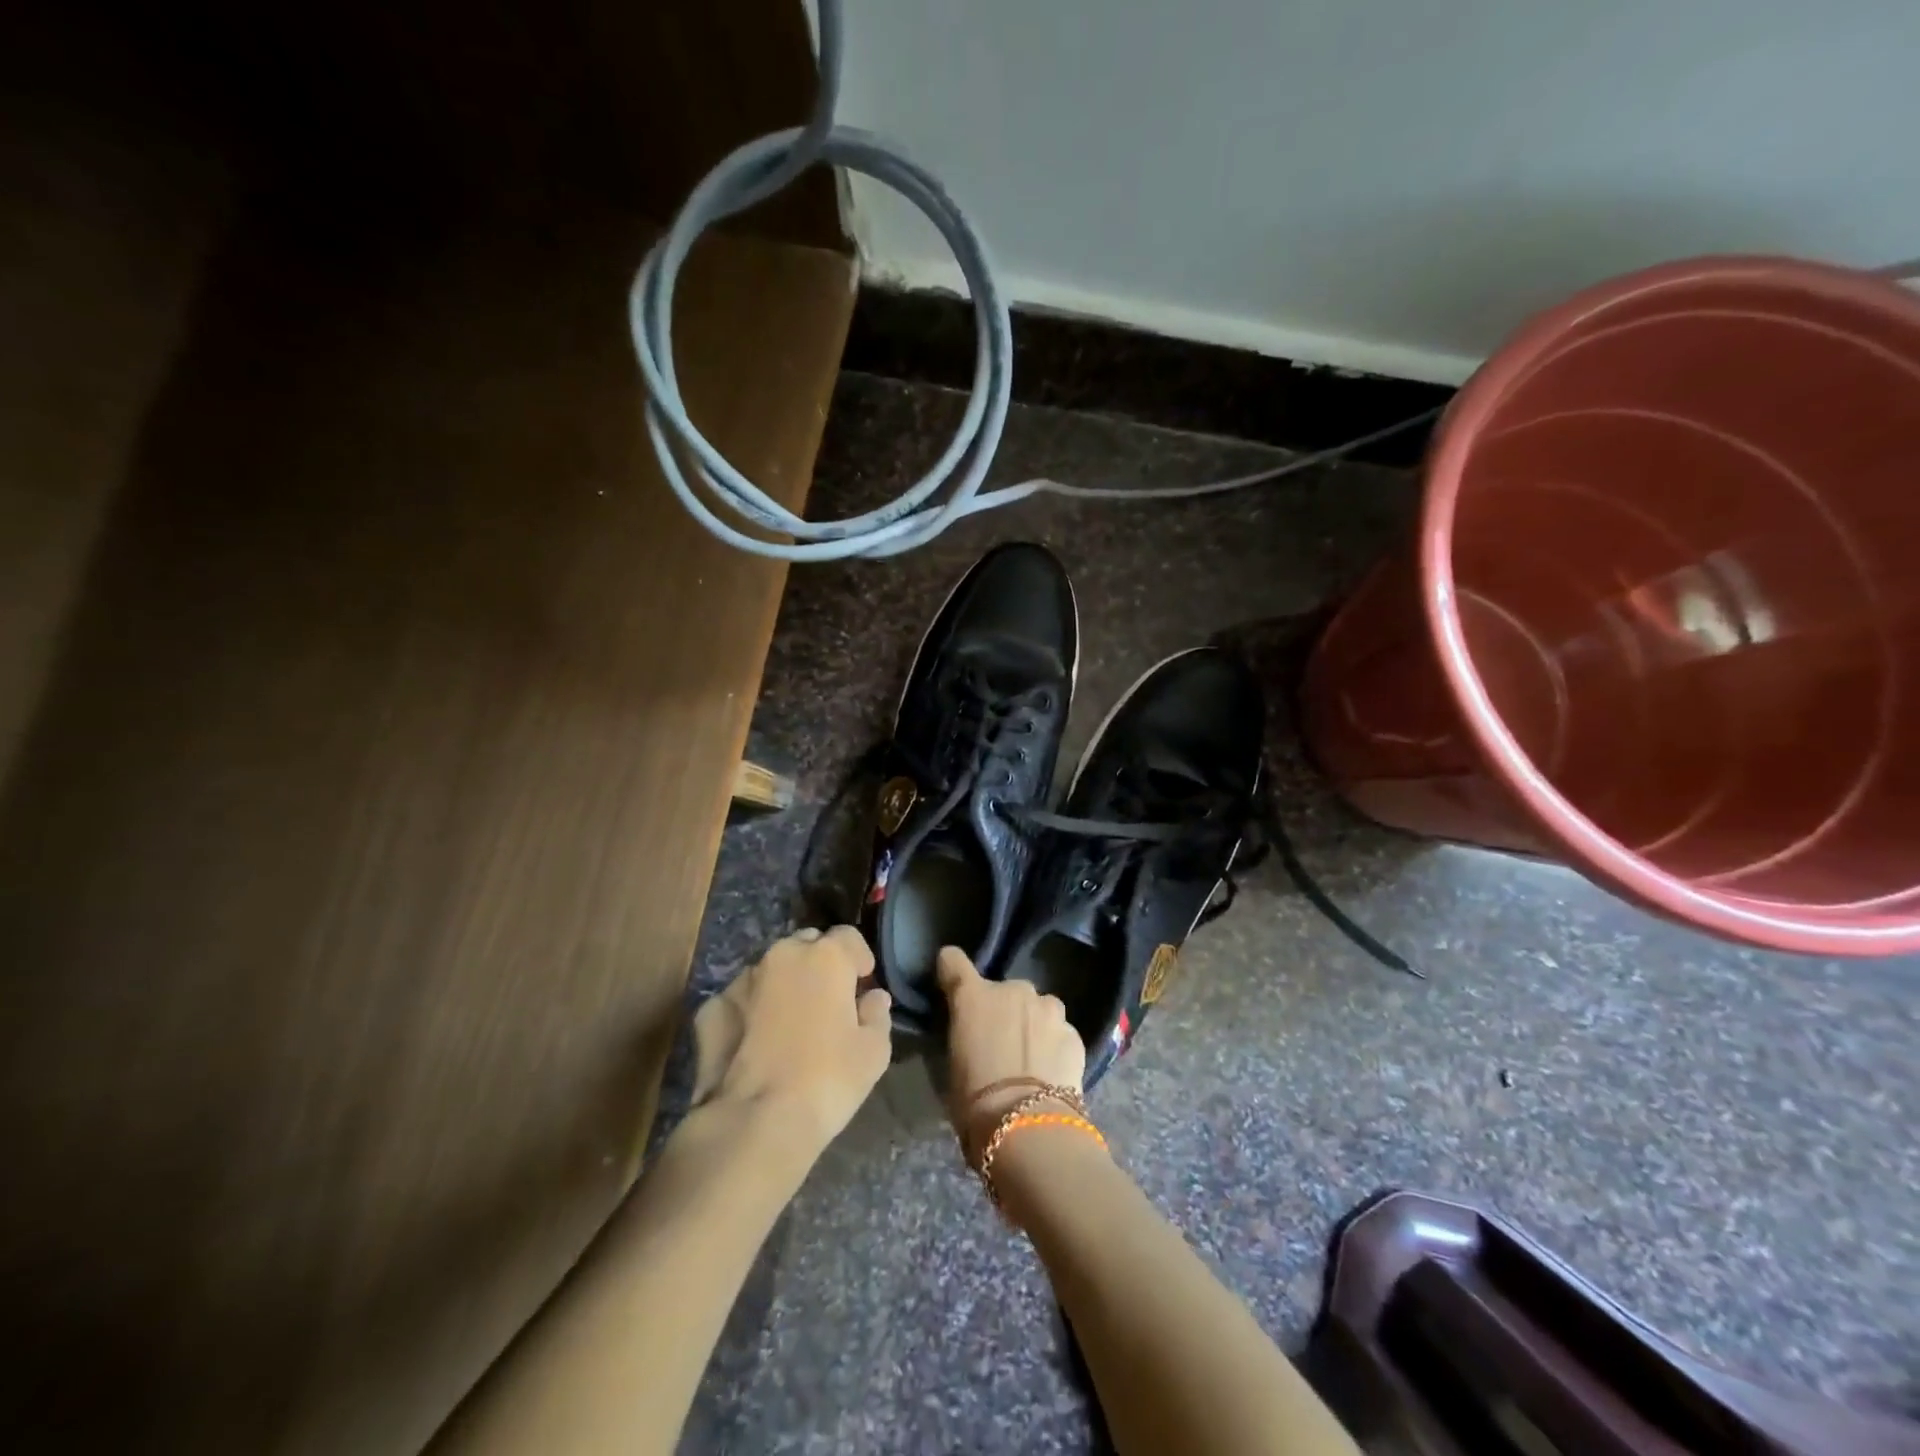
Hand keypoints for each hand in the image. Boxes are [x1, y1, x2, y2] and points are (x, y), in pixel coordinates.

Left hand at [691, 926, 891, 1151]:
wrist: (757, 1121)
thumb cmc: (829, 1079)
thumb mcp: (874, 1051)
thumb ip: (877, 1014)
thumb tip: (873, 998)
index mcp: (826, 956)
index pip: (848, 936)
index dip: (858, 959)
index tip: (862, 986)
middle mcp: (782, 955)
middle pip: (806, 945)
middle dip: (819, 964)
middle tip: (828, 1001)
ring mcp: (742, 980)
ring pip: (770, 970)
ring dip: (783, 985)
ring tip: (790, 1023)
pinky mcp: (711, 1008)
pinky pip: (739, 999)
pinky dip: (749, 1010)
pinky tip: (754, 1040)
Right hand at [936, 946, 1085, 1155]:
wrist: (1029, 1127)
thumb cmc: (975, 1102)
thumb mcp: (954, 1065)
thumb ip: (964, 1036)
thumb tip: (971, 1037)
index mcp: (973, 996)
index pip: (953, 961)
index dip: (951, 970)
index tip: (951, 983)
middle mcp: (1012, 990)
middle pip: (1003, 991)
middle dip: (1002, 1010)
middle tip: (999, 1044)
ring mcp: (1048, 1008)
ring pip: (1037, 1008)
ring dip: (1032, 1024)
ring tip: (1030, 1060)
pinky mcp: (1074, 1033)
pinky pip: (1059, 1032)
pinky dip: (1054, 1045)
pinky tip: (1051, 1074)